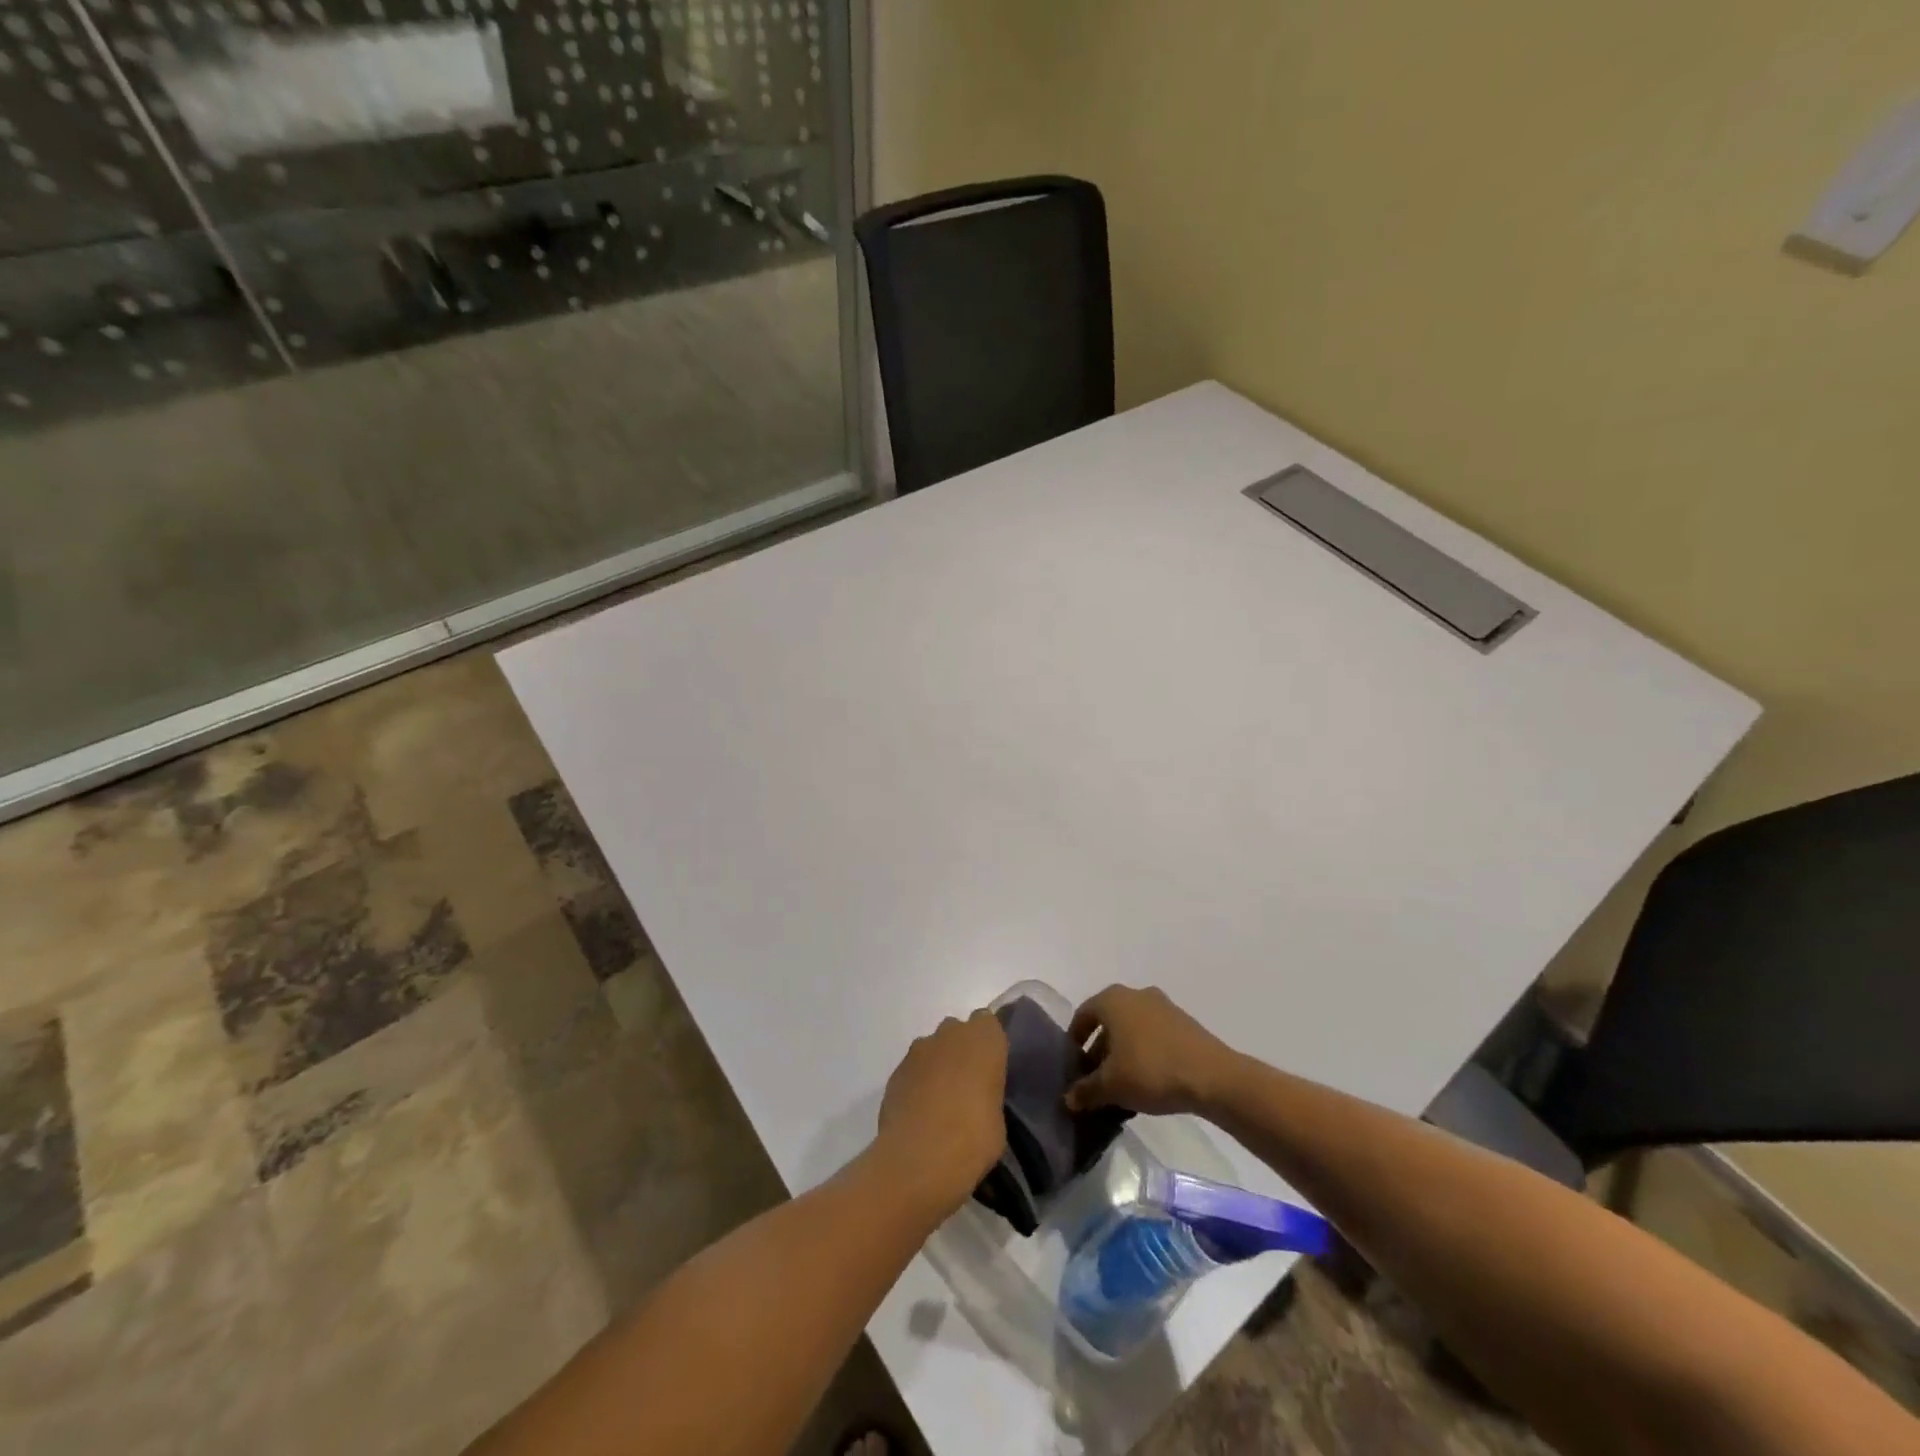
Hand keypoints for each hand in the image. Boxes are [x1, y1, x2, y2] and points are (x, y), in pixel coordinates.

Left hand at [873, 1009, 1007, 1214]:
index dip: (989, 1044)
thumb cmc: (972, 1139)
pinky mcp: (896, 1071)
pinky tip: (921, 1113)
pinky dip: (918, 1083)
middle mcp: (950, 1034)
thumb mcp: (999, 1120)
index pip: (988, 1023)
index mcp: (984, 1039)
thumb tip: (979, 1100)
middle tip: (969, 1086)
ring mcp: (919, 1050)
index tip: (992, 1069)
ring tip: (942, 1102)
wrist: (918, 1160)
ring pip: (933, 1048)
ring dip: (938, 1065)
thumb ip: (989, 1095)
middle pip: (958, 1031)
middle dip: (962, 1051)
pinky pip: (914, 1069)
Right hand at [1065, 985, 1239, 1116]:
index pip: (1083, 1015)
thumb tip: (1068, 1099)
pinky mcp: (1183, 1022)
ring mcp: (1163, 1006)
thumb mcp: (1110, 1086)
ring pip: (1132, 1028)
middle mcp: (1136, 994)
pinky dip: (1144, 1052)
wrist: (1212, 1076)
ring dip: (1122, 1052)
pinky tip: (1147, 1081)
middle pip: (1108, 1021)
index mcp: (1112, 1000)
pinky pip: (1153, 1035)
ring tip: (1121, 1084)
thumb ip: (1085, 1090)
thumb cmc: (1150, 1071)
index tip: (1073, 1065)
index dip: (1074, 1040)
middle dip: (1099, 1049)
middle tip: (1095, 1078)